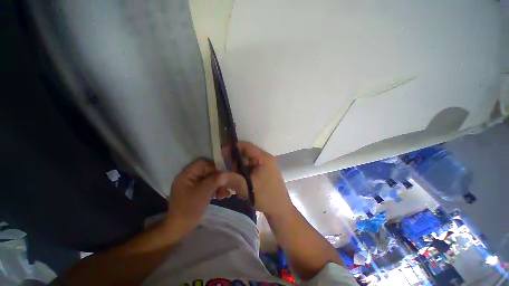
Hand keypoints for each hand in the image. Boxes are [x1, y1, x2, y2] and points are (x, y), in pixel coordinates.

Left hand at [163, 159, 246, 238]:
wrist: (180, 229)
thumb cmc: (189, 210)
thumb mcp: (203, 194)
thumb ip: (215, 181)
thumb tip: (227, 173)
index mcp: (186, 175)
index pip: (202, 164)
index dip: (214, 167)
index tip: (224, 174)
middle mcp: (189, 177)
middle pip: (207, 171)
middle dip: (219, 178)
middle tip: (228, 184)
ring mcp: (193, 185)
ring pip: (209, 179)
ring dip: (219, 185)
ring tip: (227, 194)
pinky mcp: (197, 192)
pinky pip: (208, 186)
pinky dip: (216, 190)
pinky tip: (223, 196)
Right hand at [223, 142, 292, 216]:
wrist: (280, 210)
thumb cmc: (267, 197)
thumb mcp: (248, 188)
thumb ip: (232, 180)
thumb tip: (217, 175)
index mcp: (264, 158)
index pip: (247, 146)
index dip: (233, 148)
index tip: (222, 153)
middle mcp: (265, 159)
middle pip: (246, 155)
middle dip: (234, 161)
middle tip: (225, 170)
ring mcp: (264, 167)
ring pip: (247, 163)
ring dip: (238, 170)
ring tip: (232, 179)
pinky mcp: (263, 174)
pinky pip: (250, 170)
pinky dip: (243, 174)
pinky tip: (239, 183)